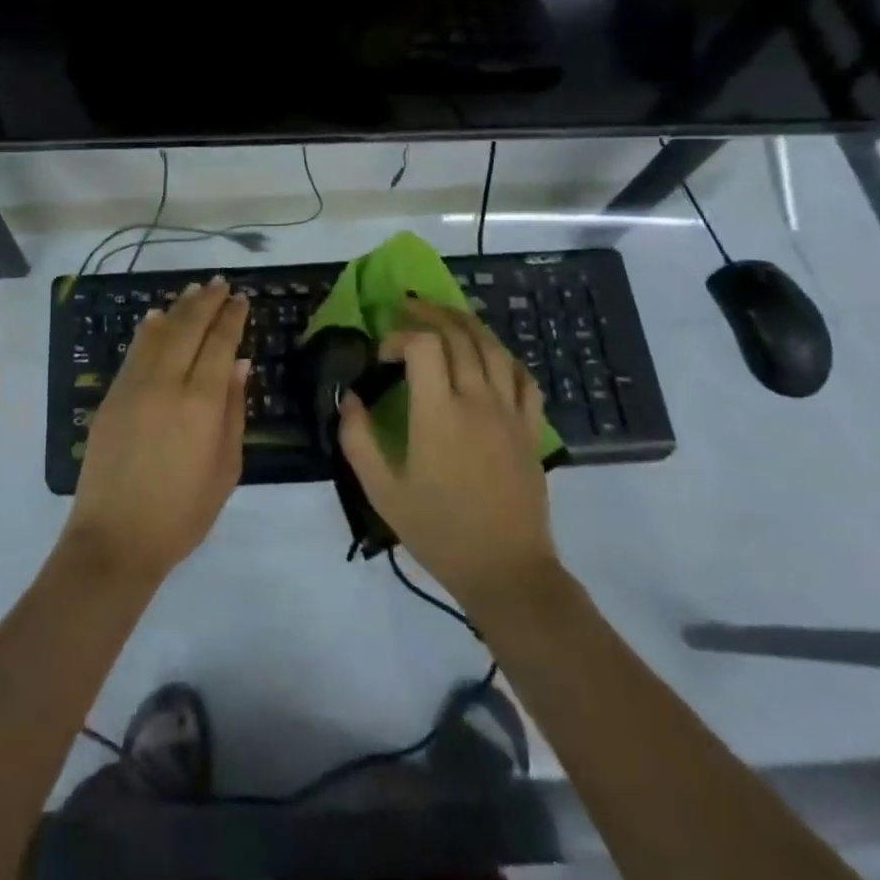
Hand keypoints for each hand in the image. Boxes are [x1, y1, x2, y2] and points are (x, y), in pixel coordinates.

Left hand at [63, 278, 249, 584]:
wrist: (116, 539)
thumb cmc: (183, 513)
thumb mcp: (226, 468)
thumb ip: (234, 411)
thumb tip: (240, 364)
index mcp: (201, 403)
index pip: (219, 344)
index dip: (231, 318)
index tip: (240, 298)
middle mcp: (166, 383)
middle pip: (188, 328)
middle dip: (206, 301)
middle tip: (220, 283)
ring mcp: (133, 387)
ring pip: (158, 333)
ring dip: (178, 308)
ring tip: (193, 291)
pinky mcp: (111, 397)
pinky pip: (134, 352)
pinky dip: (149, 331)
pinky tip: (157, 319)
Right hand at [339, 299, 559, 618]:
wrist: (505, 570)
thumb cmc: (438, 530)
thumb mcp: (381, 490)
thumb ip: (358, 438)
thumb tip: (349, 397)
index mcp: (438, 413)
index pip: (424, 346)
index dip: (400, 337)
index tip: (384, 357)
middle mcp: (477, 401)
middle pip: (460, 335)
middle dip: (431, 314)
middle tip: (409, 309)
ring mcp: (509, 413)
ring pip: (493, 348)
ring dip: (467, 324)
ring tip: (446, 316)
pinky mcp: (530, 429)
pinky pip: (523, 378)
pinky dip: (504, 357)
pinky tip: (491, 355)